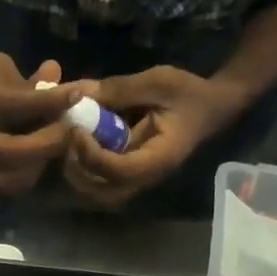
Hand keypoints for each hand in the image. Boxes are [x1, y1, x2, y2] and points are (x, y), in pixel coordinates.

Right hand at [0, 53, 88, 192]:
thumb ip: (28, 82)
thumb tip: (66, 88)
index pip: (10, 104)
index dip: (47, 102)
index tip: (75, 95)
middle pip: (10, 150)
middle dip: (47, 141)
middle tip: (70, 129)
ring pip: (9, 175)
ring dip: (40, 162)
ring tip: (57, 143)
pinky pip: (6, 184)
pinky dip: (29, 173)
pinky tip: (41, 157)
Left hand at [63, 66, 246, 207]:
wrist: (210, 108)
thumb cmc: (188, 93)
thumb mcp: (158, 81)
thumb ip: (120, 90)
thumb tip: (81, 93)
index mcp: (158, 158)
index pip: (118, 171)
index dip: (92, 155)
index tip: (75, 129)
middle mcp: (146, 178)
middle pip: (102, 193)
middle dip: (78, 170)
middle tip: (66, 139)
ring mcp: (137, 180)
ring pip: (98, 194)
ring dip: (77, 174)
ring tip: (69, 143)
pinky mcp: (129, 175)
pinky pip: (100, 183)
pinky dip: (83, 170)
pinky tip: (77, 146)